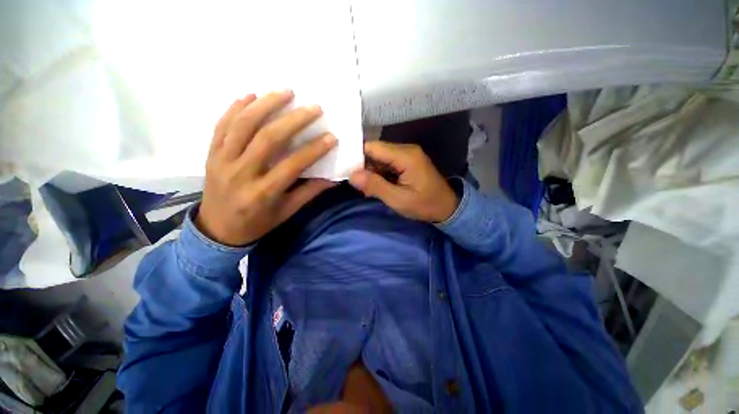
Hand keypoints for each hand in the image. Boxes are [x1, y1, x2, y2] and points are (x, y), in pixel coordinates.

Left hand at [196, 90, 336, 245]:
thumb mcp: (286, 212)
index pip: (292, 165)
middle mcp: (241, 174)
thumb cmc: (257, 223)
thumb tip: (332, 178)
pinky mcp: (211, 154)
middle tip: (314, 108)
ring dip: (265, 105)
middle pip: (268, 139)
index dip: (314, 150)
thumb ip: (308, 193)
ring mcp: (222, 161)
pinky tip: (251, 96)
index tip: (331, 137)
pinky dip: (235, 108)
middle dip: (293, 120)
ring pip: (243, 125)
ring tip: (286, 92)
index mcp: (263, 193)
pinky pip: (221, 126)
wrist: (217, 231)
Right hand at [349, 142, 458, 222]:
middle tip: (357, 185)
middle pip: (375, 151)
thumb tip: (352, 175)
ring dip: (371, 172)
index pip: (373, 147)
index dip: (357, 157)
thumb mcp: (399, 199)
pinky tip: (376, 186)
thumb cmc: (425, 205)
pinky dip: (379, 174)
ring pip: (380, 158)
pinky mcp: (407, 162)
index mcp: (405, 156)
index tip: (345, 171)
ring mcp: (407, 155)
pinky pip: (387, 163)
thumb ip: (375, 186)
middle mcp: (406, 150)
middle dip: (363, 167)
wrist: (447, 208)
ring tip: (366, 189)